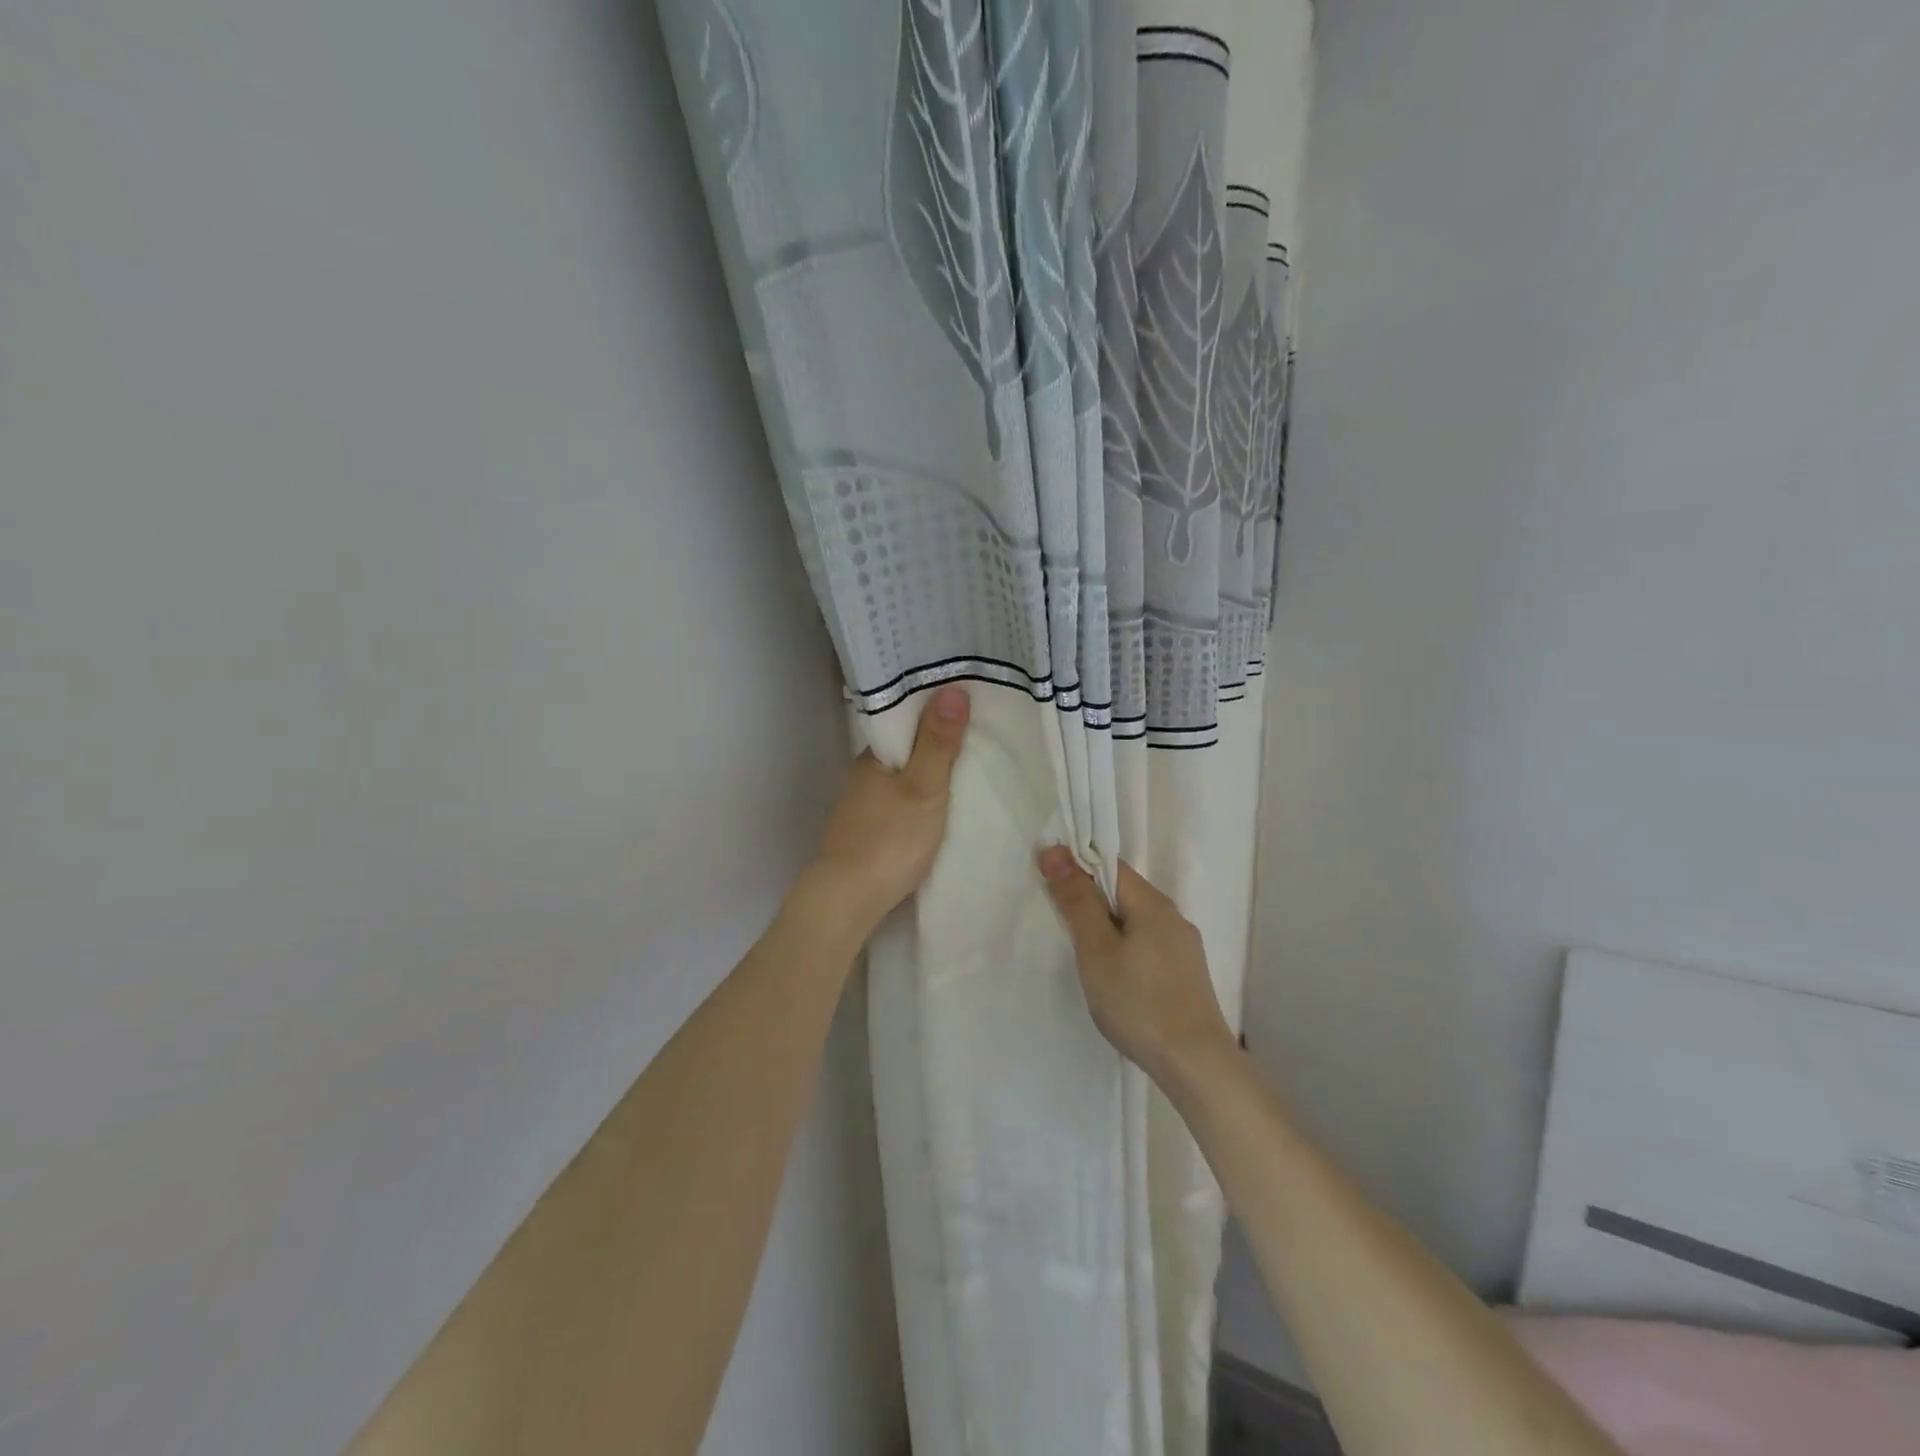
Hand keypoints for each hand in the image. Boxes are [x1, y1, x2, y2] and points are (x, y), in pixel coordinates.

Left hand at [809, 685, 970, 930]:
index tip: (966, 707)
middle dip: (933, 745)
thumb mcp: (924, 788)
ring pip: (899, 781)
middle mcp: (862, 778)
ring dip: (925, 776)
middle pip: (903, 752)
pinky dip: (917, 802)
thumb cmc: (890, 839)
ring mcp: (860, 809)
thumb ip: (938, 743)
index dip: (933, 712)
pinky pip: (897, 806)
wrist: (848, 900)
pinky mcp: (864, 837)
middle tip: (976, 738)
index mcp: (872, 758)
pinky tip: (936, 810)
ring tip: (963, 772)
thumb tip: (952, 689)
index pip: (904, 722)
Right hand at [1038, 849, 1236, 1086]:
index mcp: (1153, 904)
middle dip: (1088, 897)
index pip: (1110, 865)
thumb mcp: (1097, 950)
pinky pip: (1146, 943)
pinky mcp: (1185, 974)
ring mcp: (1183, 947)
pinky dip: (1123, 946)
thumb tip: (1056, 851)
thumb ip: (1077, 900)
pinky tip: (1113, 974)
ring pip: (1135, 920)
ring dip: (1105, 924)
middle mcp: (1173, 917)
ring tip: (1081, 950)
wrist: (1195, 1065)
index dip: (1076, 866)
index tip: (1046, 881)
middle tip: (1057, 919)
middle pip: (1123, 892)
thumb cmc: (1138, 1003)